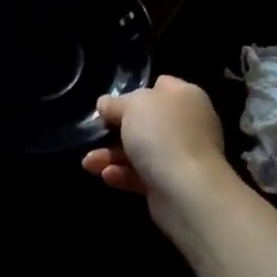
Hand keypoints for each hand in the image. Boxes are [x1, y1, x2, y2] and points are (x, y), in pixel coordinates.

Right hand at [82, 76, 233, 239]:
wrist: (187, 191)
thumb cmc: (161, 135)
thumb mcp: (132, 106)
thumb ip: (115, 102)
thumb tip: (105, 104)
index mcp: (186, 97)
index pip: (161, 86)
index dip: (136, 90)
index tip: (112, 102)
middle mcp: (187, 124)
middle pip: (146, 121)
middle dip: (116, 128)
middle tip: (95, 131)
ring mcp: (181, 155)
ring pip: (140, 150)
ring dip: (111, 155)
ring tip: (88, 162)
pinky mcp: (172, 183)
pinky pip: (142, 174)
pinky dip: (123, 174)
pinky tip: (106, 175)